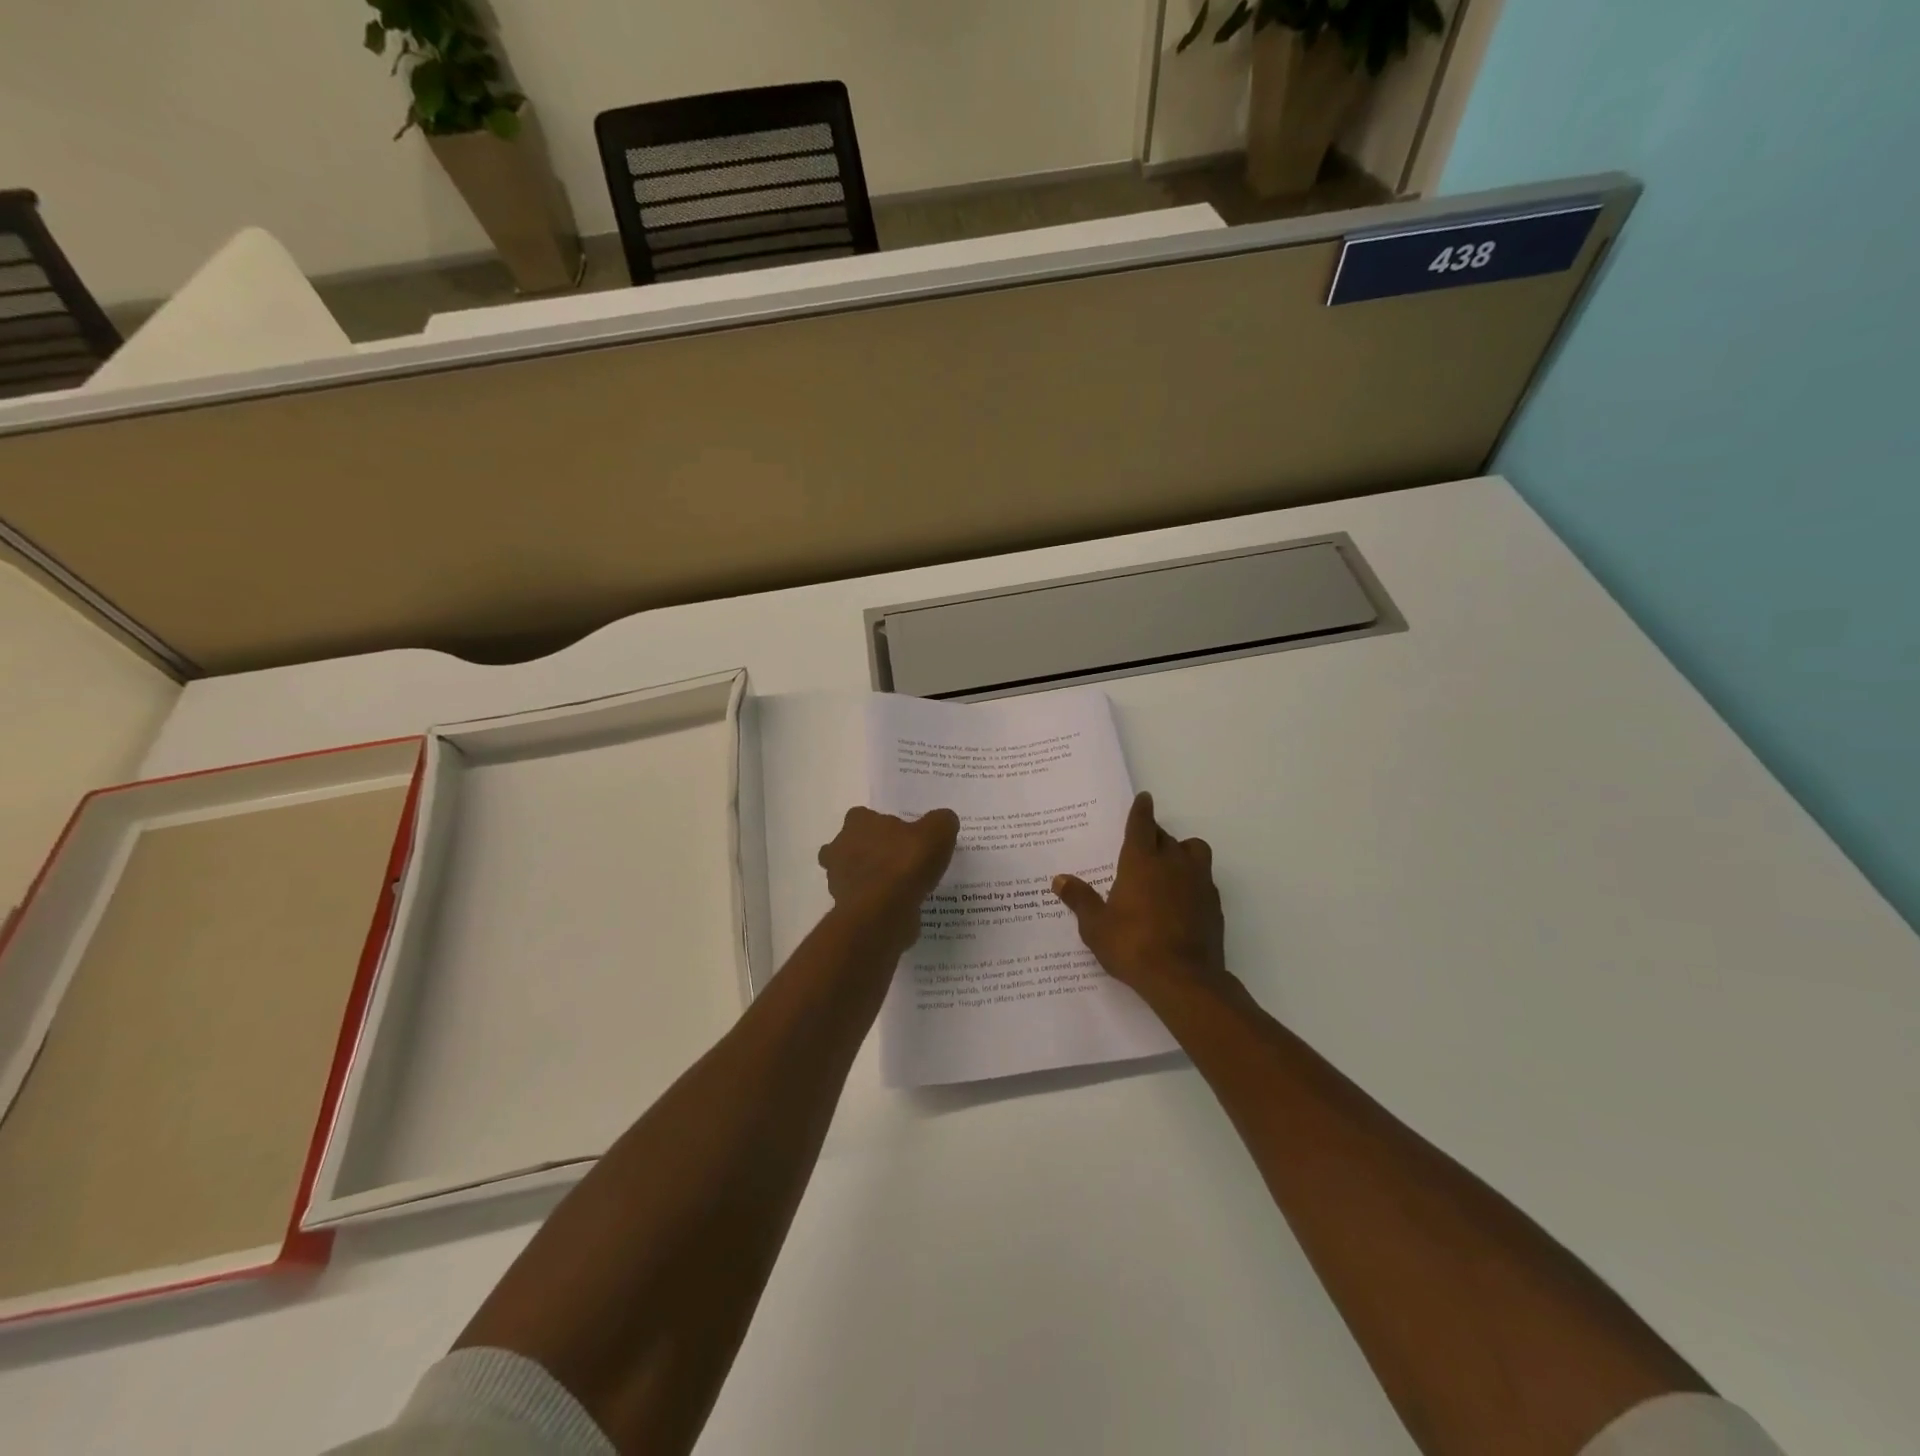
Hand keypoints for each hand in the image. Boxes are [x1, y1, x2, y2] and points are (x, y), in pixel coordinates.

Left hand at [818, 806, 959, 953]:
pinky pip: (861, 901)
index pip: (863, 816)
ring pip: (851, 874)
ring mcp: (838, 881)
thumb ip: (941, 822)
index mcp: (858, 823)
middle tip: (898, 862)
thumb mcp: (937, 834)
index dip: (881, 825)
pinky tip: (898, 908)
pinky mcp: (844, 909)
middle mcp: (840, 847)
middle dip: (869, 852)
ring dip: (870, 879)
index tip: (900, 837)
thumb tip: (943, 821)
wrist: (881, 915)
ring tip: (900, 888)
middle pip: (851, 845)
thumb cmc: (904, 865)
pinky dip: (874, 904)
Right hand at [1052, 792, 1233, 1009]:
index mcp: (1142, 861)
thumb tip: (1059, 879)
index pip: (1142, 825)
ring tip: (1168, 867)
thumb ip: (1080, 899)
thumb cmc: (1132, 946)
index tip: (1144, 798)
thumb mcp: (1096, 926)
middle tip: (1142, 845)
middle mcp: (1173, 863)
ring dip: (1182, 852)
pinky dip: (1193, 880)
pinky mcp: (1214, 904)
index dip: (1141, 810)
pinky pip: (1204, 879)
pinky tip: (1181, 899)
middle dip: (1155, 835)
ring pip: (1194, 851)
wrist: (1184, 979)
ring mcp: (1198, 882)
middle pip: (1166, 837)